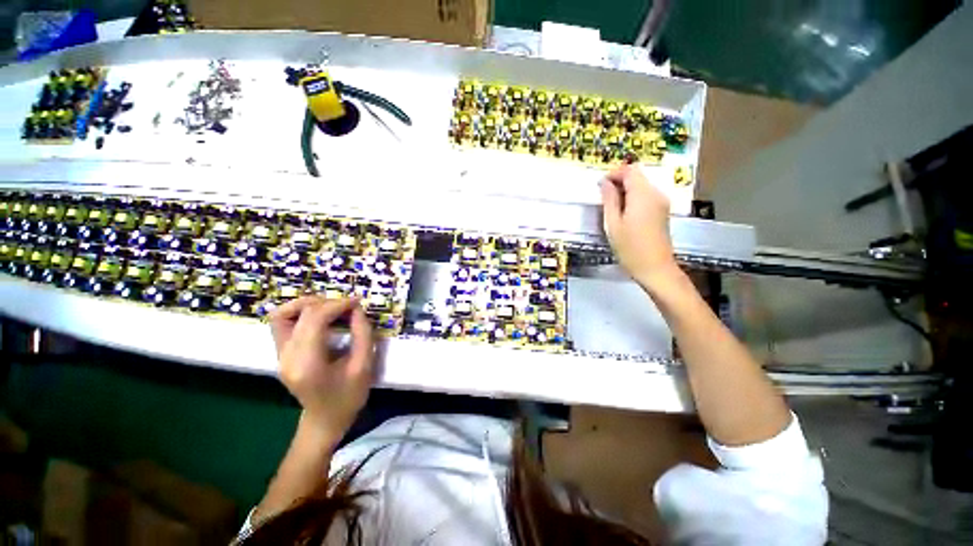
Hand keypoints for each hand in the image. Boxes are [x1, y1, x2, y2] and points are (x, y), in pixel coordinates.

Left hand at [269, 296, 374, 443]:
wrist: (325, 420)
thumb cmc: (348, 397)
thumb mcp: (364, 366)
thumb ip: (362, 335)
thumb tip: (357, 309)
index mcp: (307, 363)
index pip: (314, 319)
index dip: (337, 305)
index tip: (357, 302)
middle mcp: (287, 356)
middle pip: (300, 314)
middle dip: (327, 303)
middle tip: (349, 307)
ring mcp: (280, 355)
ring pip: (282, 314)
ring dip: (307, 305)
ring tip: (331, 307)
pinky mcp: (281, 353)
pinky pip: (283, 323)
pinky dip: (300, 313)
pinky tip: (320, 316)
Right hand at [600, 164, 678, 284]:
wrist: (655, 268)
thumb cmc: (630, 248)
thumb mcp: (613, 224)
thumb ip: (609, 200)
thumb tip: (604, 182)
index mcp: (643, 194)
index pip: (630, 170)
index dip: (613, 173)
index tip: (599, 186)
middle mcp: (656, 193)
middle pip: (637, 176)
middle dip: (619, 182)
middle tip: (602, 198)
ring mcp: (661, 202)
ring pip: (641, 186)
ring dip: (625, 191)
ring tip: (611, 208)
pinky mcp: (662, 211)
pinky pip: (646, 196)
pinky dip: (633, 198)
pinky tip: (623, 214)